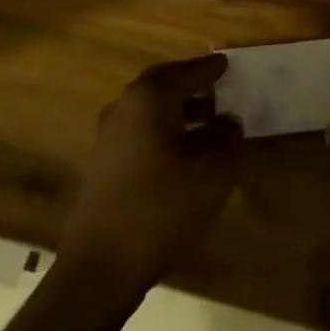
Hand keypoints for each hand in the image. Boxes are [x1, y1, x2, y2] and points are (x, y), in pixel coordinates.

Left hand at [58, 54, 241, 304]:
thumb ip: (228, 140)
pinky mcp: (102, 161)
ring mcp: (108, 134)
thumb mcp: (213, 174)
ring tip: (207, 122)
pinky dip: (162, 129)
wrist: (101, 266)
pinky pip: (139, 130)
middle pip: (163, 84)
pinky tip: (182, 152)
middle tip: (217, 87)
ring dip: (177, 109)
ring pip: (149, 108)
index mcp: (150, 99)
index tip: (227, 64)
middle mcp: (124, 106)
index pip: (187, 72)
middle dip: (191, 84)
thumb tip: (228, 121)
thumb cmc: (162, 209)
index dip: (210, 69)